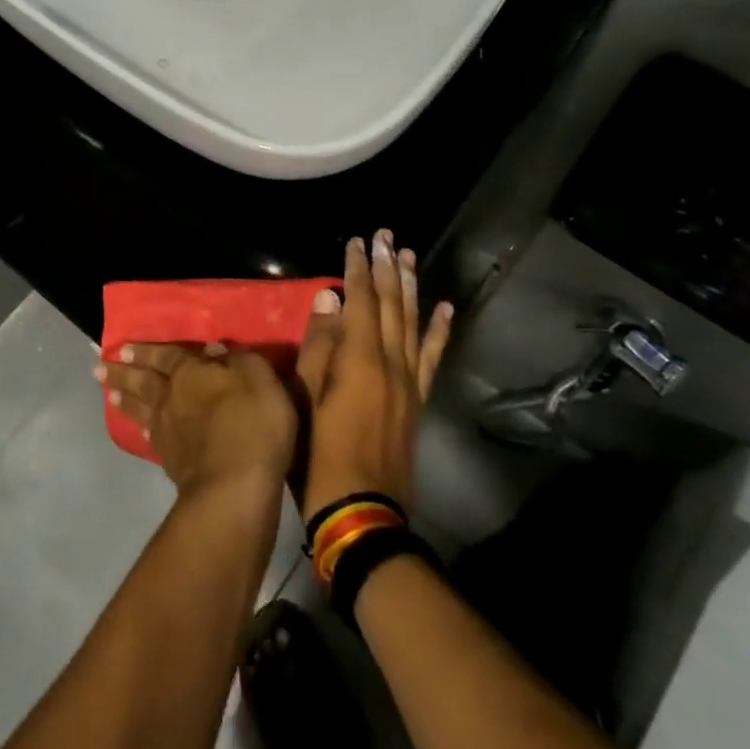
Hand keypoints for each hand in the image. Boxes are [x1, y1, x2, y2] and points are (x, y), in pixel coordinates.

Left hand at [100, 343, 297, 498]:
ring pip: (141, 409)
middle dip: (122, 372)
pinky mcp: (172, 463)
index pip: (165, 356)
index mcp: (190, 372)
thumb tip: (215, 350)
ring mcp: (168, 432)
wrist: (234, 487)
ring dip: (125, 399)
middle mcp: (171, 398)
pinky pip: (150, 437)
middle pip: (143, 381)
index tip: (121, 348)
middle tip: (100, 368)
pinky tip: (140, 430)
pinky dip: (142, 429)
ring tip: (109, 394)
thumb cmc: (251, 424)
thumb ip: (238, 360)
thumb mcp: (258, 378)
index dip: (145, 351)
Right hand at [296, 230, 453, 518]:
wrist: (362, 513)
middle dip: (387, 268)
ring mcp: (409, 382)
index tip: (357, 240)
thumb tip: (330, 298)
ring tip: (408, 256)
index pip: (361, 301)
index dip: (358, 268)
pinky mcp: (417, 401)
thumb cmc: (319, 454)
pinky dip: (439, 331)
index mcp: (359, 359)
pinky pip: (432, 357)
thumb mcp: (304, 397)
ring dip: (410, 288)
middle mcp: (390, 362)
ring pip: (413, 323)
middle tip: (386, 235)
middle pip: (391, 305)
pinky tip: (444, 309)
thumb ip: (318, 345)